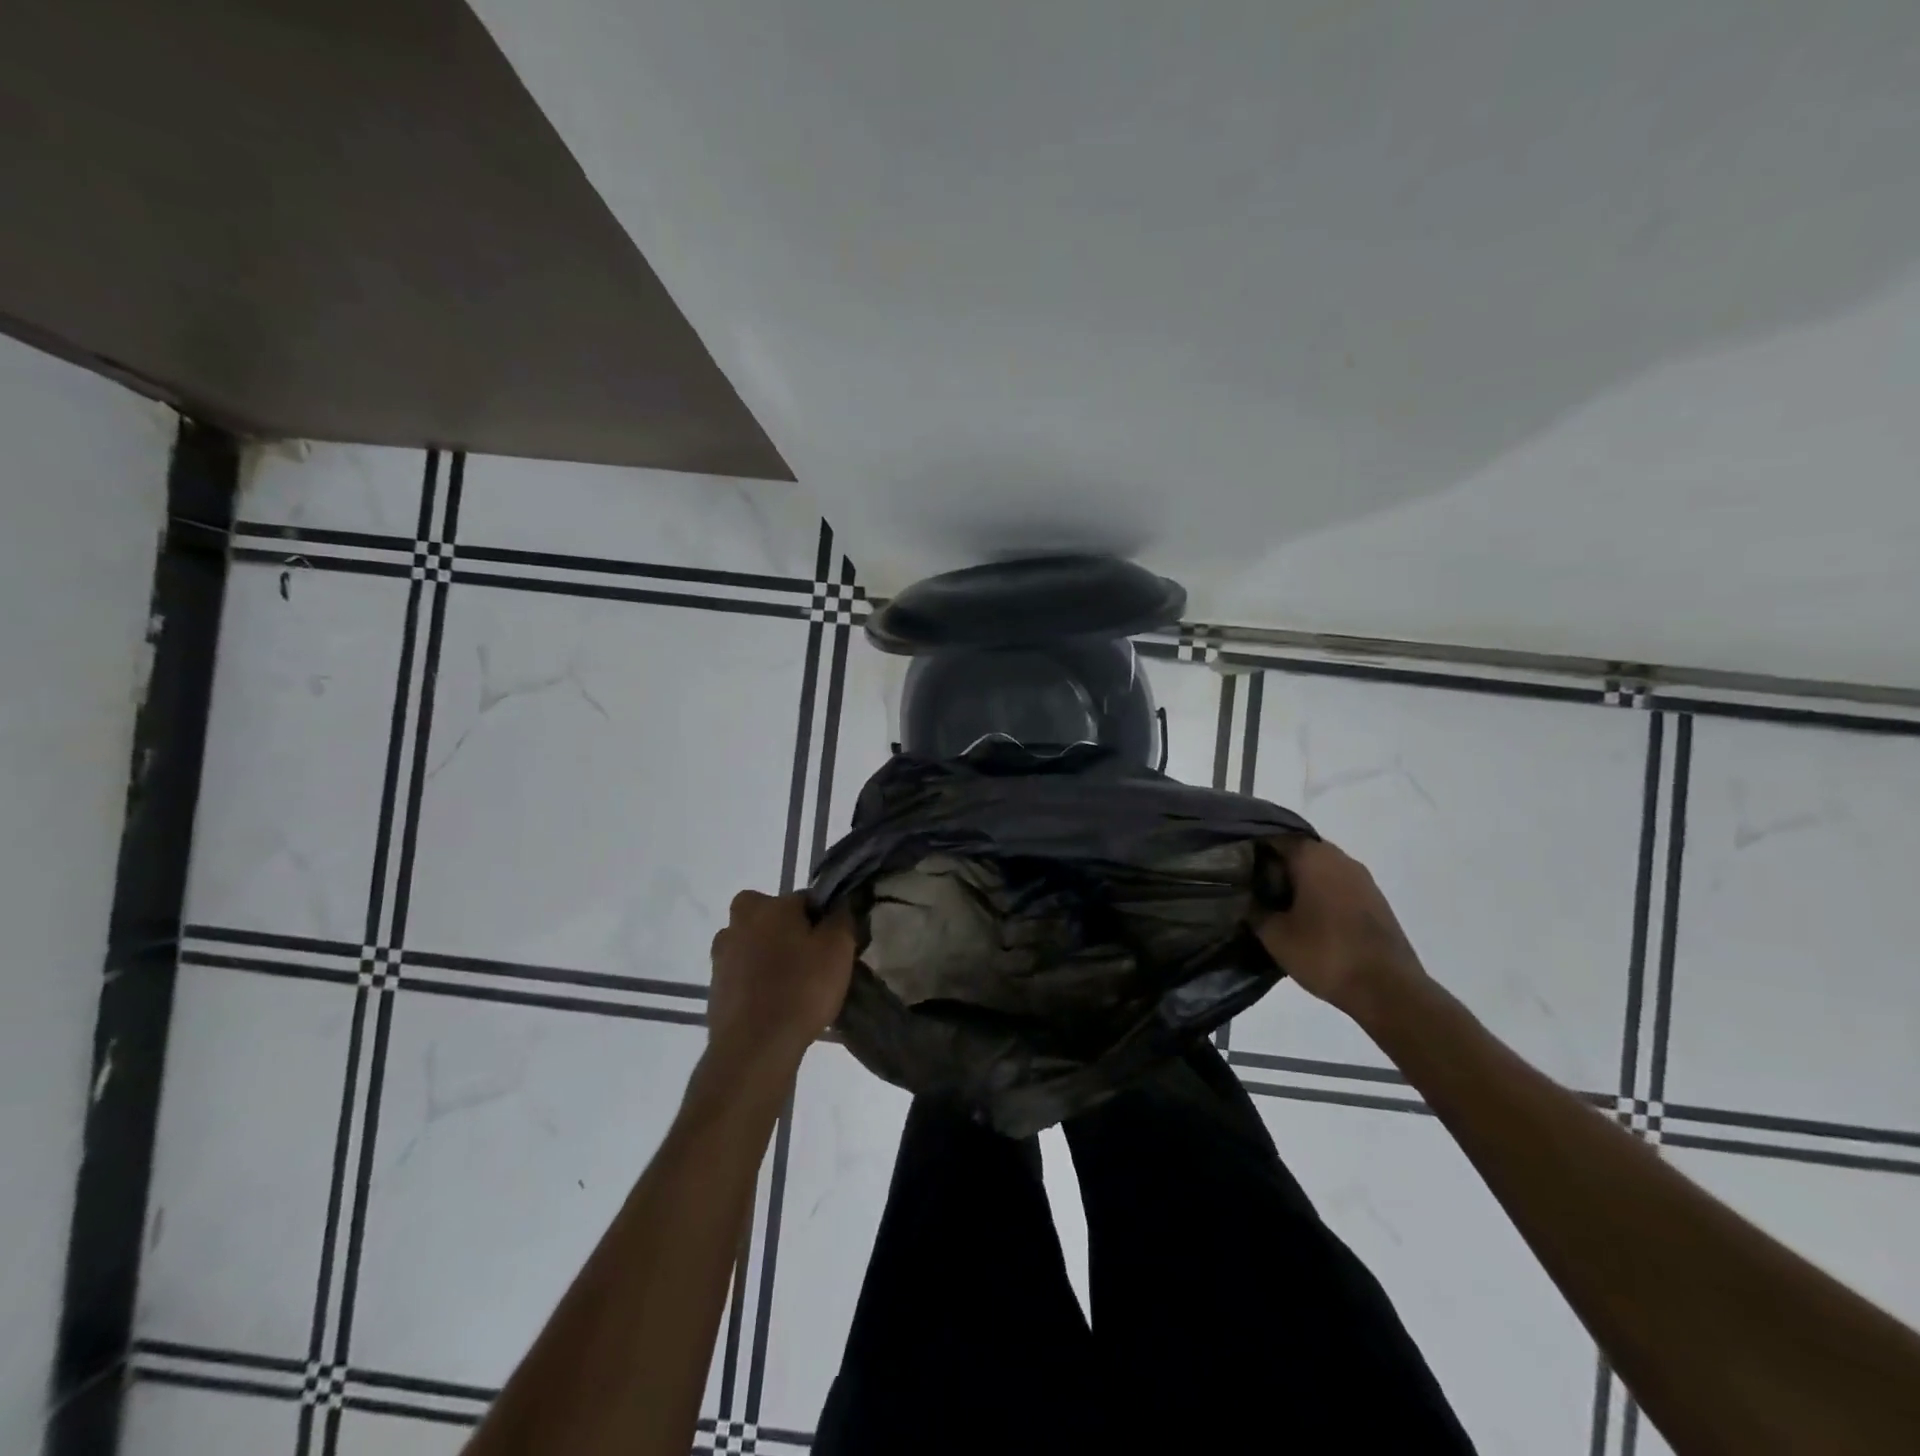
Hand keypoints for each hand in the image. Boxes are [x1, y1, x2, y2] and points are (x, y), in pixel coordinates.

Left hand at [705, 890, 854, 1079]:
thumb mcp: (838, 948)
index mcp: (768, 905)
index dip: (822, 921)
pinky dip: (758, 983)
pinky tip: (775, 1004)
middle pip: (774, 920)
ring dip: (771, 957)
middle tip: (811, 963)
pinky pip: (745, 974)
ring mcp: (721, 955)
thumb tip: (838, 904)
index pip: (804, 901)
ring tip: (794, 988)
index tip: (833, 945)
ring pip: (757, 946)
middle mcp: (738, 921)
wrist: (753, 1049)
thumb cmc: (801, 989)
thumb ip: (841, 917)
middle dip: (790, 934)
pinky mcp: (715, 987)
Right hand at [1254, 838, 1426, 1019]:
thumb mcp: (1275, 935)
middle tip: (1252, 887)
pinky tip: (1306, 917)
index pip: (1273, 838)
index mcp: (1312, 857)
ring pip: (1320, 868)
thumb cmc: (1325, 954)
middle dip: (1275, 866)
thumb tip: (1242, 896)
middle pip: (1298, 851)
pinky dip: (1319, 893)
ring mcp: (1362, 878)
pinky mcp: (1375, 900)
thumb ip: (1253, 909)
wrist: (1388, 990)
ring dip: (1299, 881)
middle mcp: (1339, 858)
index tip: (1234, 867)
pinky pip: (1337, 885)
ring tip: (1276, 904)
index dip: (1251, 850)